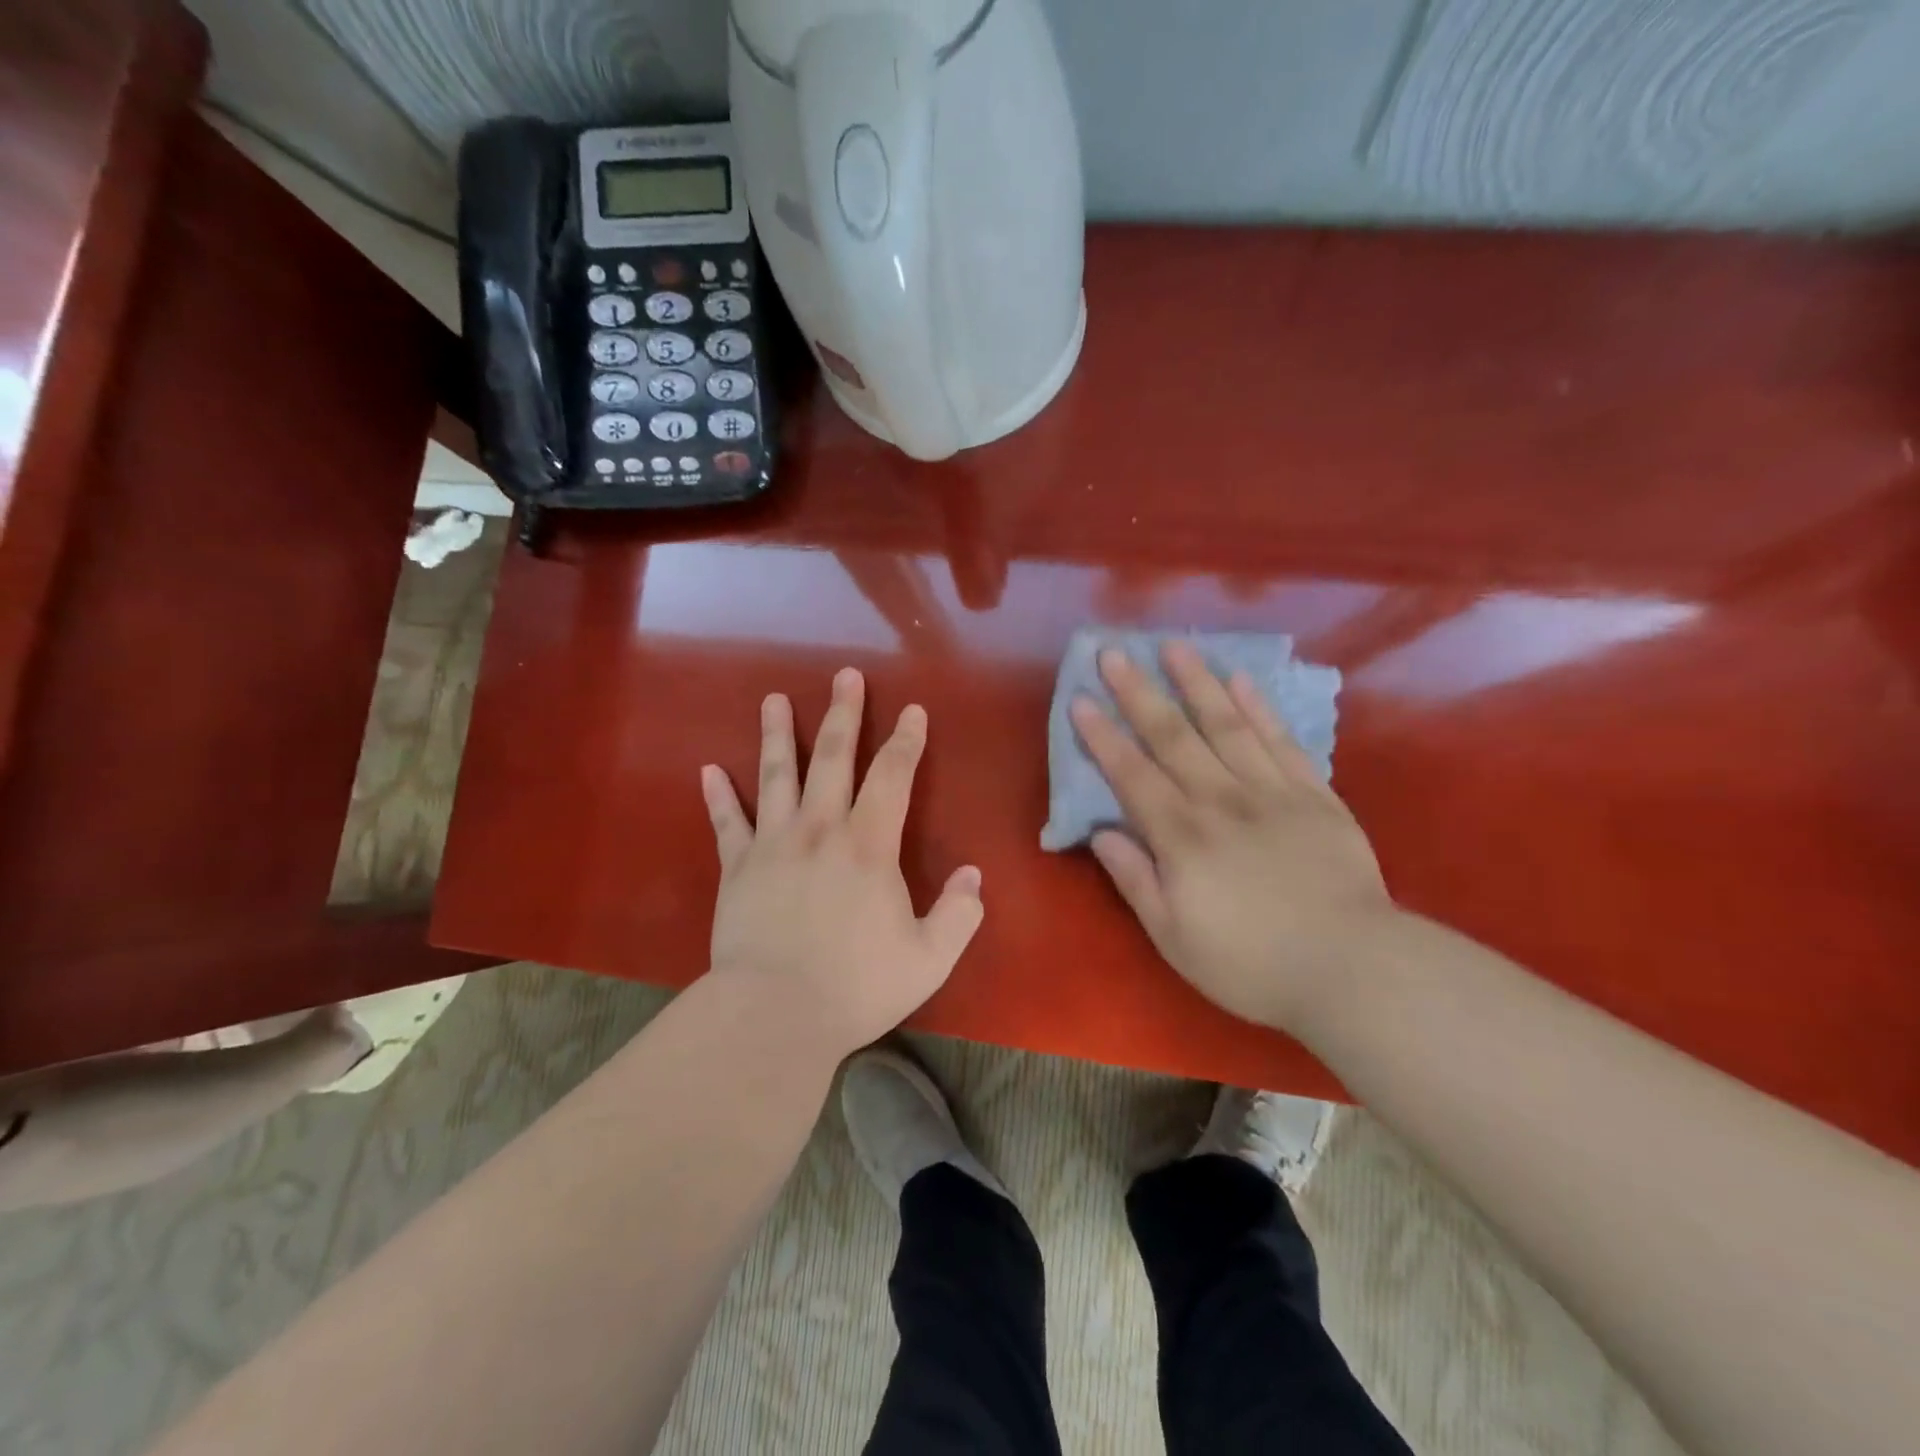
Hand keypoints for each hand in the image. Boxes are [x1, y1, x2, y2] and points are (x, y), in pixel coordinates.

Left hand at [699, 668, 984, 1059]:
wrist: (774, 1016)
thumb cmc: (857, 986)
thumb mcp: (930, 958)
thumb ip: (958, 914)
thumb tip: (974, 877)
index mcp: (869, 846)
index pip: (892, 777)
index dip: (906, 741)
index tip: (912, 710)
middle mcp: (820, 830)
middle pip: (832, 759)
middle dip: (843, 714)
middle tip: (845, 675)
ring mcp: (772, 845)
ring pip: (775, 776)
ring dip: (776, 735)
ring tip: (772, 699)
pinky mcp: (737, 869)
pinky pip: (726, 824)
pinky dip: (718, 796)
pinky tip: (708, 769)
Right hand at [1072, 641, 1397, 1030]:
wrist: (1352, 968)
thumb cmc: (1251, 964)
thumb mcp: (1174, 937)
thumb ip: (1135, 879)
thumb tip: (1101, 832)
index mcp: (1182, 836)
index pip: (1132, 775)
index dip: (1103, 737)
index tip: (1081, 701)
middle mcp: (1221, 800)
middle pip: (1173, 737)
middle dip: (1139, 693)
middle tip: (1114, 653)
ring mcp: (1271, 792)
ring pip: (1226, 725)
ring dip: (1196, 683)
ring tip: (1174, 646)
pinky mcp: (1314, 795)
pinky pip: (1281, 741)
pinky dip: (1259, 708)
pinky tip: (1241, 680)